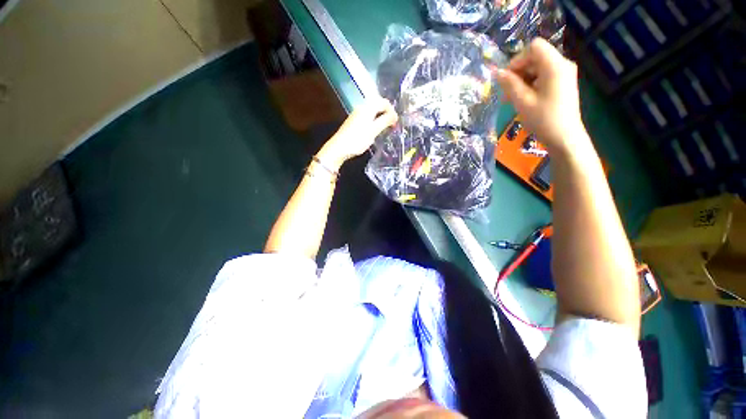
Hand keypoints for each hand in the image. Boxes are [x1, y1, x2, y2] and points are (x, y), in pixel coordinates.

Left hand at [318, 97, 397, 167]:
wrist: (339, 148)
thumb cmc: (358, 139)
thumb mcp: (374, 131)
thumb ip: (385, 121)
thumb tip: (395, 115)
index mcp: (368, 107)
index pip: (384, 102)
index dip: (392, 111)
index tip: (396, 123)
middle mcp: (362, 107)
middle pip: (378, 105)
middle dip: (387, 113)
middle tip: (392, 126)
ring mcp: (357, 114)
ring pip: (373, 111)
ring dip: (381, 118)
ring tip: (385, 129)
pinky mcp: (354, 122)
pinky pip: (367, 117)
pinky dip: (374, 121)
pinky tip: (374, 131)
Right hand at [496, 39, 588, 153]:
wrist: (564, 138)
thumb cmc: (543, 119)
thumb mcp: (522, 101)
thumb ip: (509, 84)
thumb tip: (497, 73)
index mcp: (555, 65)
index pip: (534, 47)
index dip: (517, 59)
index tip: (507, 79)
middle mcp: (562, 64)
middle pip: (535, 57)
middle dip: (518, 72)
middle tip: (505, 93)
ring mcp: (564, 74)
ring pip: (538, 68)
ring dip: (522, 80)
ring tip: (511, 99)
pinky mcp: (563, 84)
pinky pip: (543, 77)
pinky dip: (531, 85)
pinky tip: (523, 100)